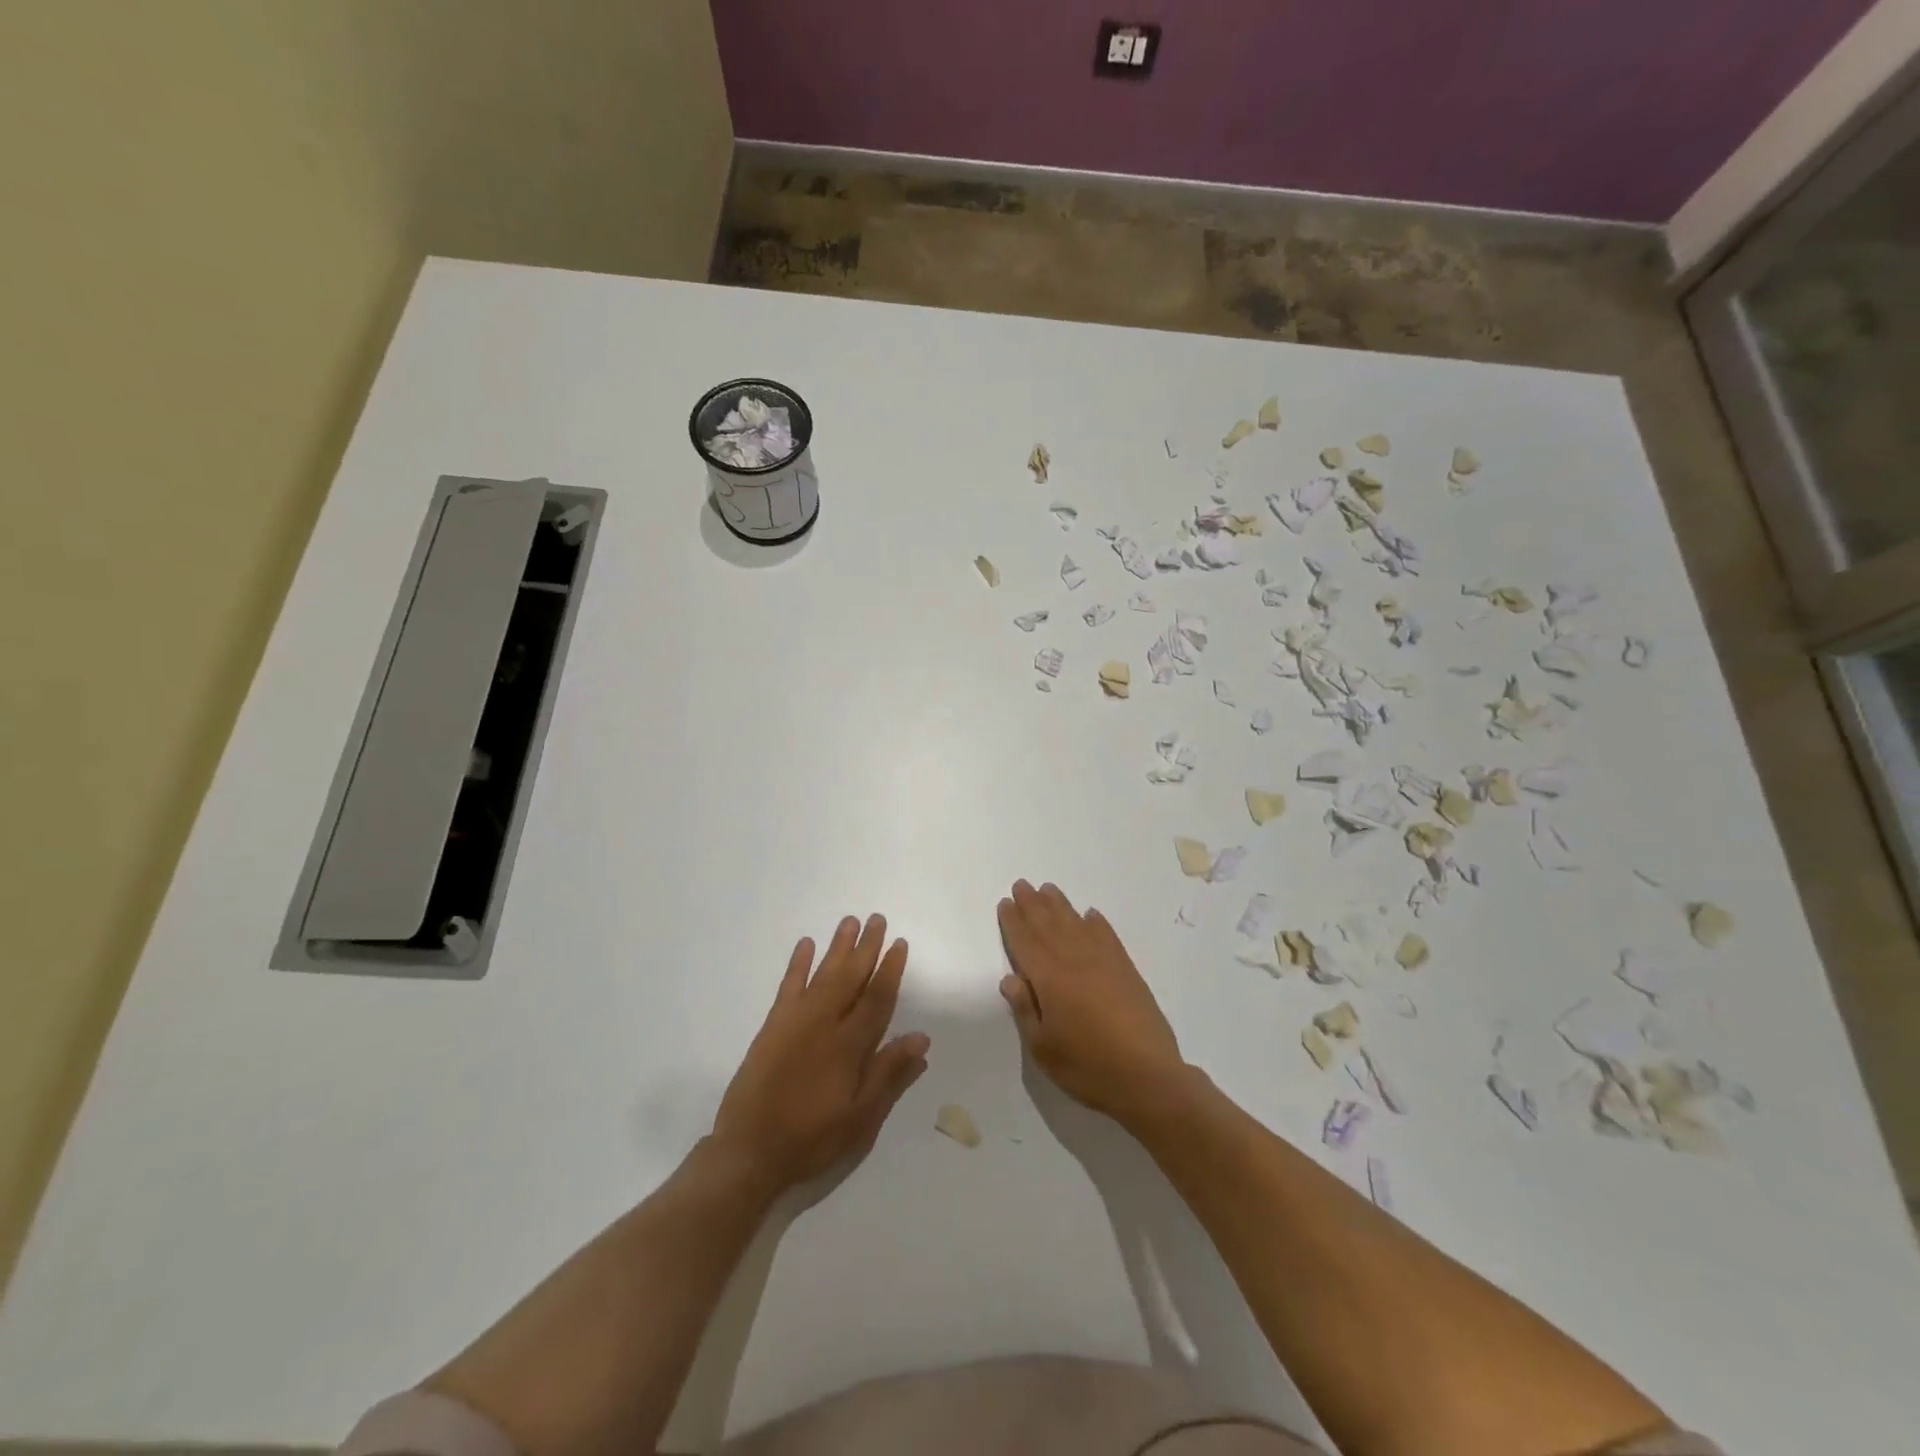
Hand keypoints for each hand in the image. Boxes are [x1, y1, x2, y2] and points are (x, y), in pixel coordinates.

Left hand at [711, 914, 929, 1192]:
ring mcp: (795, 1022)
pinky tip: (805, 944)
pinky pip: (788, 986)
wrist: (749, 1152)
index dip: (889, 970)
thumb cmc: (811, 1139)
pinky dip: (797, 964)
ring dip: (837, 947)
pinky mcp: (772, 1026)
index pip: (876, 999)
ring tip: (850, 922)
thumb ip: (889, 1075)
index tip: (899, 943)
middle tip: (877, 919)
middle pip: (850, 977)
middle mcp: (823, 1024)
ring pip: (822, 974)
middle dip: (866, 948)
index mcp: (849, 1047)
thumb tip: (921, 1038)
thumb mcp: (860, 1119)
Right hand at [996, 880, 1187, 1125]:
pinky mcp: (1127, 969)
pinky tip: (1090, 915)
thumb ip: (1024, 1010)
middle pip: (1048, 924)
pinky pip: (1107, 935)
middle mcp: (1074, 960)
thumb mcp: (1043, 1048)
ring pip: (1076, 923)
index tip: (1005, 903)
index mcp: (1049, 979)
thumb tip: (1010, 978)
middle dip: (1032, 904)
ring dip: (1060, 905)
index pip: (1025, 942)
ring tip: (1048, 890)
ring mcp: (1104, 961)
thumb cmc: (1088, 1067)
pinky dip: (1096, 922)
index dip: (1013, 921)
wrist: (1148, 1077)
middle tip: (1022, 885)